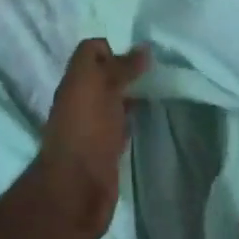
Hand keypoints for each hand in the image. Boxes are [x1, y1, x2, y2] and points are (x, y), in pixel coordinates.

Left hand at [27, 38, 148, 238]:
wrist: (77, 190)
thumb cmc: (87, 131)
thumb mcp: (102, 88)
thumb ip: (120, 67)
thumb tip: (142, 49)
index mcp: (76, 81)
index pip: (91, 51)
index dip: (113, 48)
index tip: (141, 55)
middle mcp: (82, 100)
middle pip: (104, 76)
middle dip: (128, 71)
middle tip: (160, 70)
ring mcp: (93, 126)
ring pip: (114, 101)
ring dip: (133, 95)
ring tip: (162, 90)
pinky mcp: (106, 149)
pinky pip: (121, 125)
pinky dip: (134, 119)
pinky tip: (152, 118)